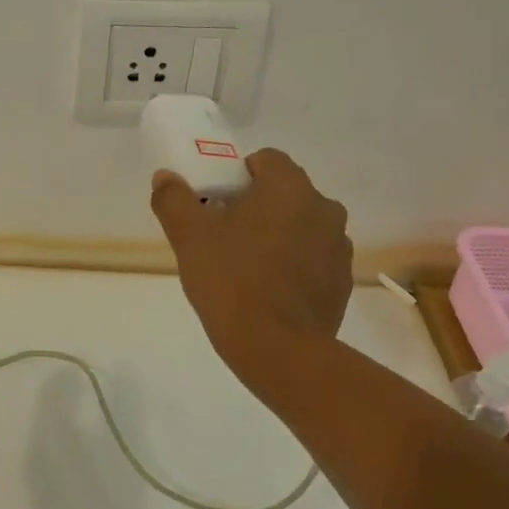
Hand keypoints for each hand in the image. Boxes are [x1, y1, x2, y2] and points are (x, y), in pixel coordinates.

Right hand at [151, 149, 353, 379]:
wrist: (277, 348)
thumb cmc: (231, 280)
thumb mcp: (188, 237)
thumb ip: (173, 199)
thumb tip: (165, 177)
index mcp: (289, 187)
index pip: (265, 160)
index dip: (237, 176)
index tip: (217, 203)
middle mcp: (323, 207)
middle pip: (285, 193)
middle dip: (257, 206)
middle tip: (225, 236)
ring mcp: (338, 246)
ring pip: (302, 225)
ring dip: (279, 235)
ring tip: (249, 267)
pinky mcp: (343, 280)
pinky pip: (314, 258)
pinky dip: (295, 265)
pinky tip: (271, 291)